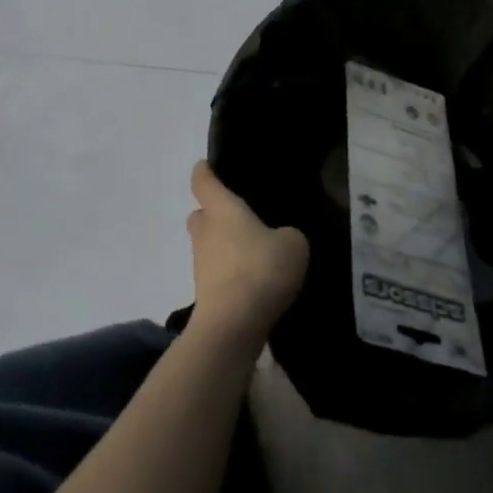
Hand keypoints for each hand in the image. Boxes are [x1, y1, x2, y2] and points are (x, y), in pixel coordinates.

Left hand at [185, 161, 309, 347]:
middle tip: (240, 218)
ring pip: (207, 245)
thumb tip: (280, 239)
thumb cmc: (260, 269)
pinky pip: (216, 273)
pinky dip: (229, 274)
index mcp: (222, 208)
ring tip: (254, 254)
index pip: (203, 180)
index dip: (205, 171)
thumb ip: (287, 235)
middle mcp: (205, 230)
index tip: (209, 166)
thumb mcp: (292, 244)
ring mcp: (200, 263)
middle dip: (214, 214)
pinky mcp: (204, 293)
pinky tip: (254, 283)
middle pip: (201, 214)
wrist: (232, 325)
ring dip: (223, 247)